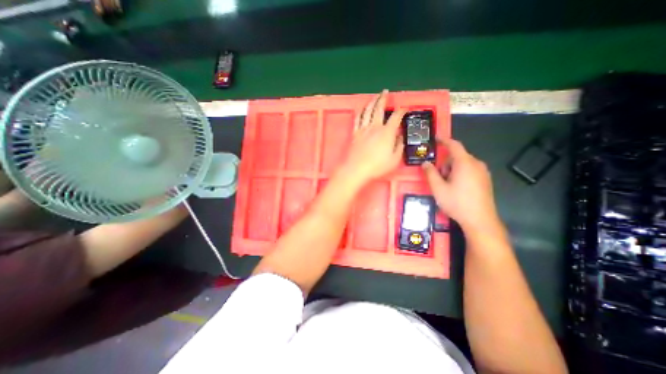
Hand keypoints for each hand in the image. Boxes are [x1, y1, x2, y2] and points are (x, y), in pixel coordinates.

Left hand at [340, 90, 408, 188]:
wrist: (357, 169)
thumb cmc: (377, 166)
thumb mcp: (394, 159)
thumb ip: (399, 146)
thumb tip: (400, 137)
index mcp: (387, 132)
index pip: (396, 117)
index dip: (402, 111)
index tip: (405, 108)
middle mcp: (375, 127)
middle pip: (379, 108)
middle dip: (383, 98)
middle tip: (385, 92)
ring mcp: (363, 129)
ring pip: (367, 111)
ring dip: (371, 102)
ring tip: (374, 97)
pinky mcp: (355, 133)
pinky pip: (357, 119)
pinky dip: (360, 112)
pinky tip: (362, 109)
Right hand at [424, 139, 502, 232]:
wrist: (480, 220)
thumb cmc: (457, 202)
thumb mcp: (438, 188)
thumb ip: (430, 173)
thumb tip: (425, 163)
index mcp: (465, 163)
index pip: (454, 145)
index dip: (444, 140)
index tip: (436, 138)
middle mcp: (476, 164)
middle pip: (457, 156)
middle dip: (445, 163)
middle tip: (439, 177)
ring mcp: (483, 172)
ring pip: (463, 164)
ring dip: (452, 170)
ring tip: (447, 186)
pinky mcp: (486, 180)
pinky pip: (470, 170)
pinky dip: (460, 174)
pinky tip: (457, 189)